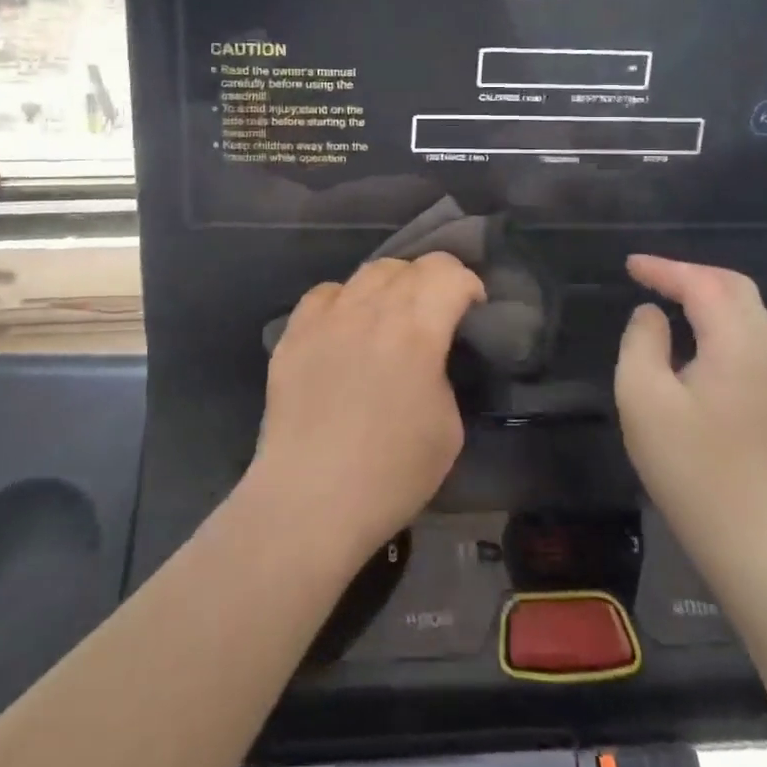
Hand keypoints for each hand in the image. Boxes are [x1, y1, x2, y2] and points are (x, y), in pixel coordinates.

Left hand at [250, 253, 483, 560]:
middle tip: (438, 312)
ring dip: (393, 285)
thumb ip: (443, 373)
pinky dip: (346, 300)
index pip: (448, 273)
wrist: (310, 500)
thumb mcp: (449, 427)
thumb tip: (429, 356)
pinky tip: (347, 326)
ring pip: (368, 272)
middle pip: (410, 266)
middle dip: (434, 281)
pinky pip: (325, 294)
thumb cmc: (391, 473)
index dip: (469, 284)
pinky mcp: (293, 333)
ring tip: (393, 315)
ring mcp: (326, 318)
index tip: (472, 309)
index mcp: (416, 330)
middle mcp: (370, 310)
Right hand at [615, 255, 766, 567]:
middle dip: (691, 272)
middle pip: (735, 286)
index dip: (664, 268)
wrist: (751, 538)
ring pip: (745, 309)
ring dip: (706, 292)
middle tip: (649, 277)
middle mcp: (762, 349)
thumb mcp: (643, 397)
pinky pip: (745, 332)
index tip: (629, 265)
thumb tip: (651, 315)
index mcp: (735, 344)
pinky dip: (716, 315)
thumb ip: (642, 342)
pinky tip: (690, 332)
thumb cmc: (690, 465)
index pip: (702, 284)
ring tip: (666, 295)